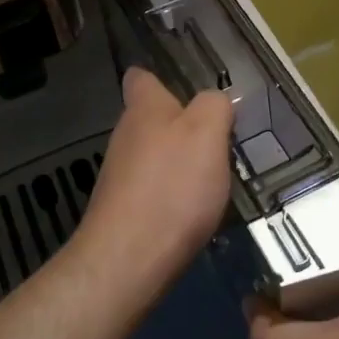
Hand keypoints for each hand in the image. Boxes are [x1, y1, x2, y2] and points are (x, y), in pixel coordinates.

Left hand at [77, 67, 234, 289]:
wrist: (129, 260)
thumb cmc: (173, 186)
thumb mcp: (208, 133)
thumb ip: (215, 107)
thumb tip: (214, 101)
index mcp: (144, 109)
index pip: (141, 78)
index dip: (161, 79)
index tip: (185, 88)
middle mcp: (126, 137)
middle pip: (151, 120)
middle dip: (180, 126)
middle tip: (218, 139)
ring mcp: (120, 176)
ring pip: (154, 157)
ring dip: (179, 164)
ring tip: (214, 179)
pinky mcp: (124, 212)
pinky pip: (154, 191)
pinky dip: (173, 197)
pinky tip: (195, 212)